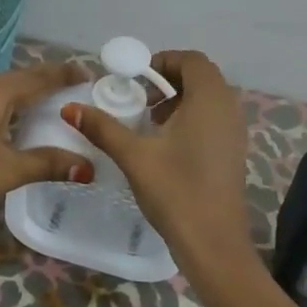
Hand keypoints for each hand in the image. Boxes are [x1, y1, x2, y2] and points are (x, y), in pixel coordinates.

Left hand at [0, 62, 94, 234]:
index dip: (64, 73)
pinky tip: (20, 118)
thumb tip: (87, 165)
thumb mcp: (8, 171)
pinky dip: (11, 103)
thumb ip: (47, 163)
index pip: (38, 77)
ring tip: (54, 99)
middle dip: (48, 79)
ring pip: (4, 88)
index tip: (88, 72)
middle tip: (77, 84)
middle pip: (21, 78)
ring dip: (28, 91)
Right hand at [62, 50, 251, 269]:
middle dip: (168, 80)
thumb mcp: (134, 156)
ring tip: (149, 121)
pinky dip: (192, 117)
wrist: (215, 246)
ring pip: (208, 98)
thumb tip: (70, 107)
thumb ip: (103, 128)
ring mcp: (236, 132)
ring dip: (179, 99)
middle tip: (139, 99)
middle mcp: (229, 108)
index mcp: (209, 100)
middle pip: (200, 76)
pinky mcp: (234, 152)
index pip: (190, 60)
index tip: (135, 80)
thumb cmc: (177, 192)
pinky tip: (167, 144)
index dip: (162, 62)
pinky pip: (214, 117)